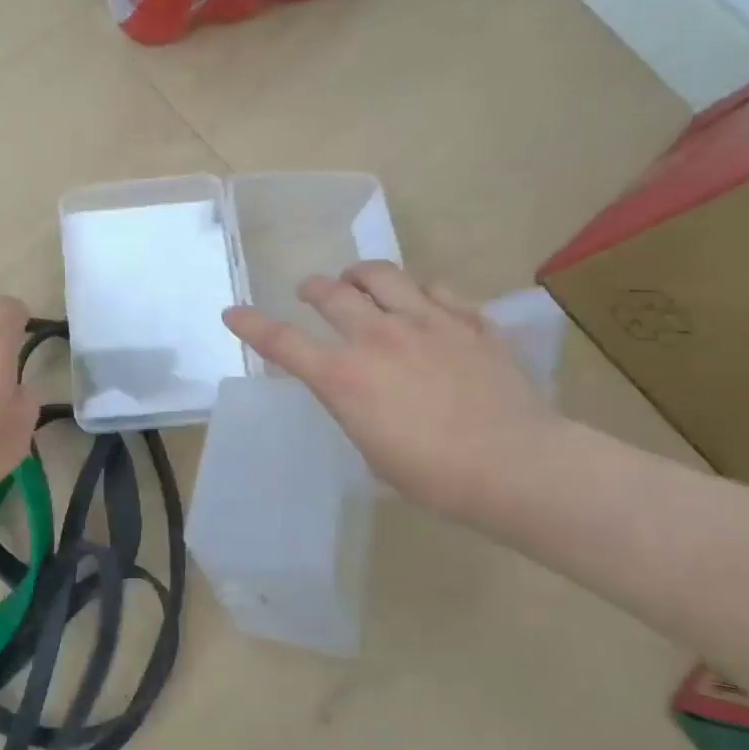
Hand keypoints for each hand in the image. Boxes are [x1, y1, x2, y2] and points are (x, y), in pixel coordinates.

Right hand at [223, 261, 563, 519]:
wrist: (515, 465)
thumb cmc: (433, 475)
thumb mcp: (372, 448)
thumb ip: (356, 407)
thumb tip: (362, 393)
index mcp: (344, 377)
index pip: (283, 342)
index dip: (252, 324)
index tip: (233, 312)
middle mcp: (377, 337)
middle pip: (331, 293)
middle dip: (313, 288)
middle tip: (310, 290)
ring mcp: (426, 322)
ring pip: (382, 274)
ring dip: (360, 274)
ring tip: (358, 279)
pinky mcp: (468, 322)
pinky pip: (436, 289)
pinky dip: (418, 291)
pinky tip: (422, 302)